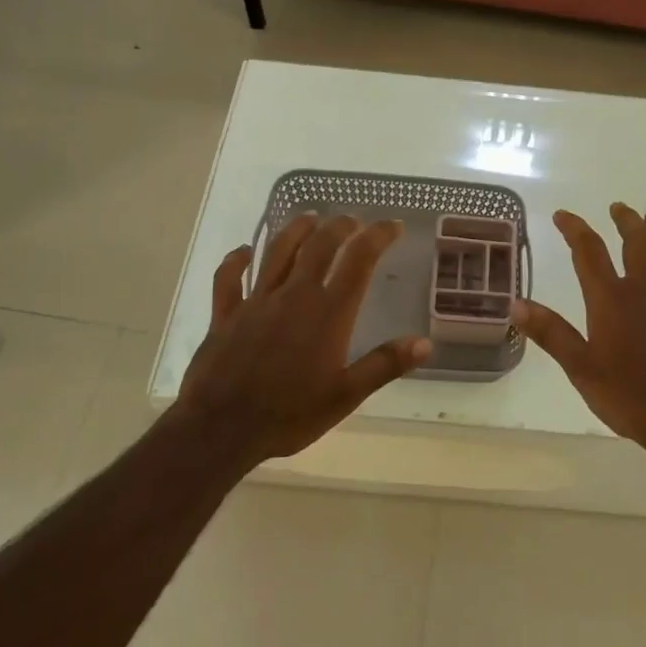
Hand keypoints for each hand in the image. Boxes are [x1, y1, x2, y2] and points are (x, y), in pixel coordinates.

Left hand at [173, 212, 429, 466]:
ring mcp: (256, 301)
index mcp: (328, 312)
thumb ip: (384, 365)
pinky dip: (236, 260)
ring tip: (309, 218)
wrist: (221, 428)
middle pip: (319, 245)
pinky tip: (243, 251)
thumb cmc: (289, 414)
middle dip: (339, 226)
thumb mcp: (345, 396)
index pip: (359, 260)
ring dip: (296, 230)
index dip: (378, 236)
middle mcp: (294, 295)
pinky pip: (228, 278)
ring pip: (277, 251)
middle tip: (353, 220)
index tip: (393, 226)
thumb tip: (424, 343)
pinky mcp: (226, 314)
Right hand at [511, 204, 645, 468]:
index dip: (574, 228)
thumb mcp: (581, 369)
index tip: (562, 215)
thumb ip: (550, 333)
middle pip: (638, 243)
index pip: (589, 252)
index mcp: (614, 300)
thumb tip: (515, 304)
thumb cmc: (631, 399)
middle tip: (618, 209)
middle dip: (626, 221)